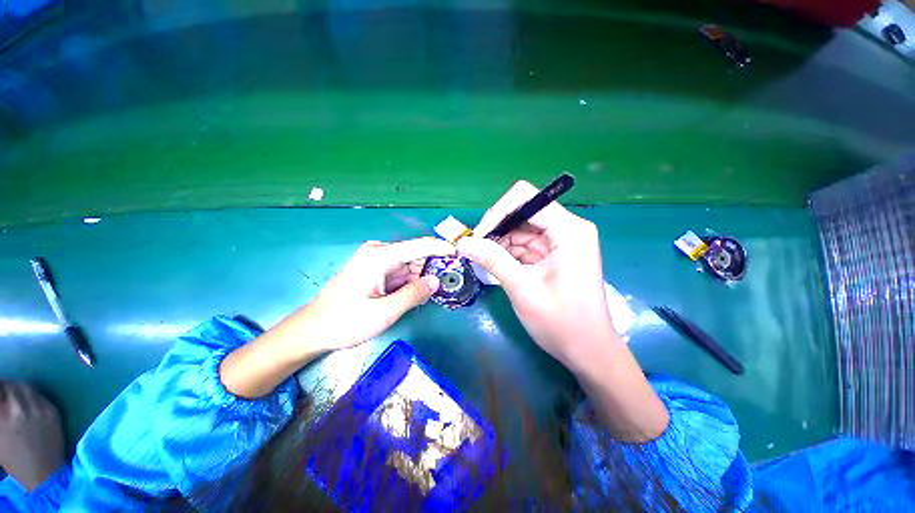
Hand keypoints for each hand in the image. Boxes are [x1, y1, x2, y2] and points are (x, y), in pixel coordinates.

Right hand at [0, 382, 64, 490]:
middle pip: (10, 385)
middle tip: (4, 390)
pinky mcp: (52, 409)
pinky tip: (27, 399)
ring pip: (24, 386)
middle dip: (5, 386)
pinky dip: (30, 394)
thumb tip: (1, 398)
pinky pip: (38, 394)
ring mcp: (37, 408)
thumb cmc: (14, 458)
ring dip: (17, 387)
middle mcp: (18, 408)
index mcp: (1, 416)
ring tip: (14, 393)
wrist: (43, 471)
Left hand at [295, 237, 453, 351]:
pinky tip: (416, 293)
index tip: (459, 253)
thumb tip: (437, 281)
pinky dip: (411, 281)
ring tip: (433, 292)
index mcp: (379, 257)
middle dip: (432, 267)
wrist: (314, 329)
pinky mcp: (375, 269)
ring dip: (422, 276)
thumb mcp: (384, 312)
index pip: (418, 246)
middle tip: (449, 282)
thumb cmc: (346, 321)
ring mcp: (376, 260)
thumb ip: (414, 294)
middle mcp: (378, 252)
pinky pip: (401, 271)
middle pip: (415, 254)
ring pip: (410, 264)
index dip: (441, 248)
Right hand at [457, 181, 668, 440]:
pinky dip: (508, 252)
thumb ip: (492, 260)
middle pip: (523, 211)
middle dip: (497, 228)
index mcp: (568, 230)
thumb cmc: (561, 322)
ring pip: (521, 228)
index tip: (479, 236)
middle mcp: (567, 228)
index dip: (498, 212)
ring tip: (482, 259)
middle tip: (475, 249)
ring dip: (500, 241)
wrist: (588, 351)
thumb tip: (463, 242)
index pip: (526, 198)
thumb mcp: (522, 288)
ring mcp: (561, 241)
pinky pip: (525, 244)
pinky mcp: (554, 254)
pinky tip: (495, 263)